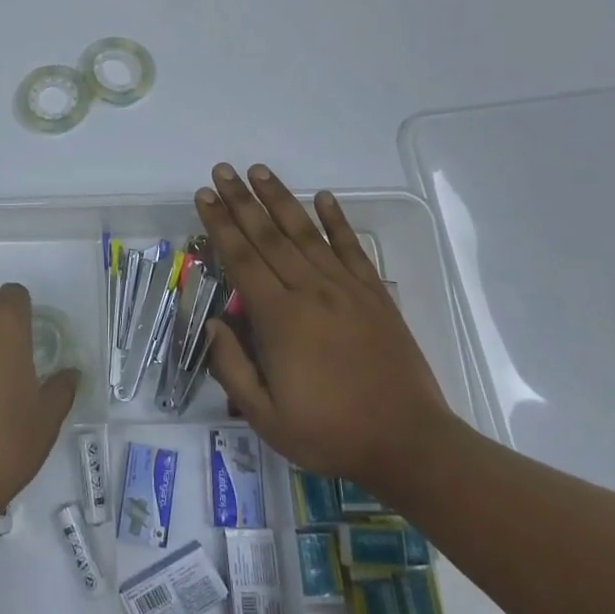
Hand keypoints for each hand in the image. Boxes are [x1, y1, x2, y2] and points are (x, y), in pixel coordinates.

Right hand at [197, 163, 450, 491]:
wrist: (409, 443)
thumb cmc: (330, 433)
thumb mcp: (265, 417)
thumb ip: (232, 368)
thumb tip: (213, 323)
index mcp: (280, 318)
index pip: (242, 258)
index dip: (220, 224)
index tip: (205, 196)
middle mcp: (310, 291)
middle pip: (268, 236)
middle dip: (241, 200)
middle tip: (222, 170)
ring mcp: (346, 289)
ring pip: (306, 233)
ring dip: (280, 199)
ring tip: (259, 171)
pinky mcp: (375, 295)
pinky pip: (352, 248)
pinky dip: (337, 221)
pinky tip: (324, 197)